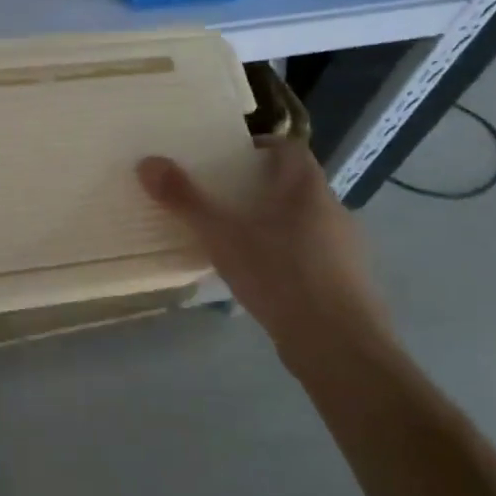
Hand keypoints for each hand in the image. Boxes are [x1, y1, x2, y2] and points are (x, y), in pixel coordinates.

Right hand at [138, 141, 389, 370]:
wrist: (340, 348)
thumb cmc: (281, 276)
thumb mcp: (222, 236)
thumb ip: (185, 200)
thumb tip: (147, 162)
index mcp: (307, 188)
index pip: (289, 147)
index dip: (260, 146)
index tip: (229, 158)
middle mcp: (333, 209)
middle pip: (296, 183)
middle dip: (261, 186)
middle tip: (222, 197)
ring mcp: (346, 248)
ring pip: (305, 220)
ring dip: (275, 222)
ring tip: (237, 237)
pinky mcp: (348, 283)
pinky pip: (314, 254)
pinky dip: (289, 254)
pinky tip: (264, 277)